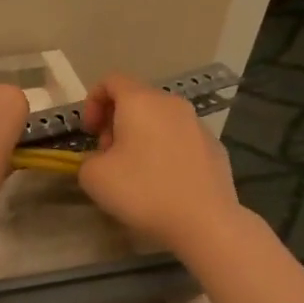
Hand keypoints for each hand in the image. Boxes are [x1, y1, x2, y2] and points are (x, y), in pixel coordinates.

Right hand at [77, 74, 240, 252]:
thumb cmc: (143, 191)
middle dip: (116, 121)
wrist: (205, 222)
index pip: (111, 80)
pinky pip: (180, 139)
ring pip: (160, 119)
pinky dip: (165, 150)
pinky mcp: (215, 147)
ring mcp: (197, 124)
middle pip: (137, 99)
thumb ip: (88, 159)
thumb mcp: (94, 176)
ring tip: (136, 170)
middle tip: (109, 154)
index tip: (90, 133)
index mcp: (140, 101)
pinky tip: (164, 181)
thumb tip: (103, 159)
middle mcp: (171, 104)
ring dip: (141, 136)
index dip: (93, 102)